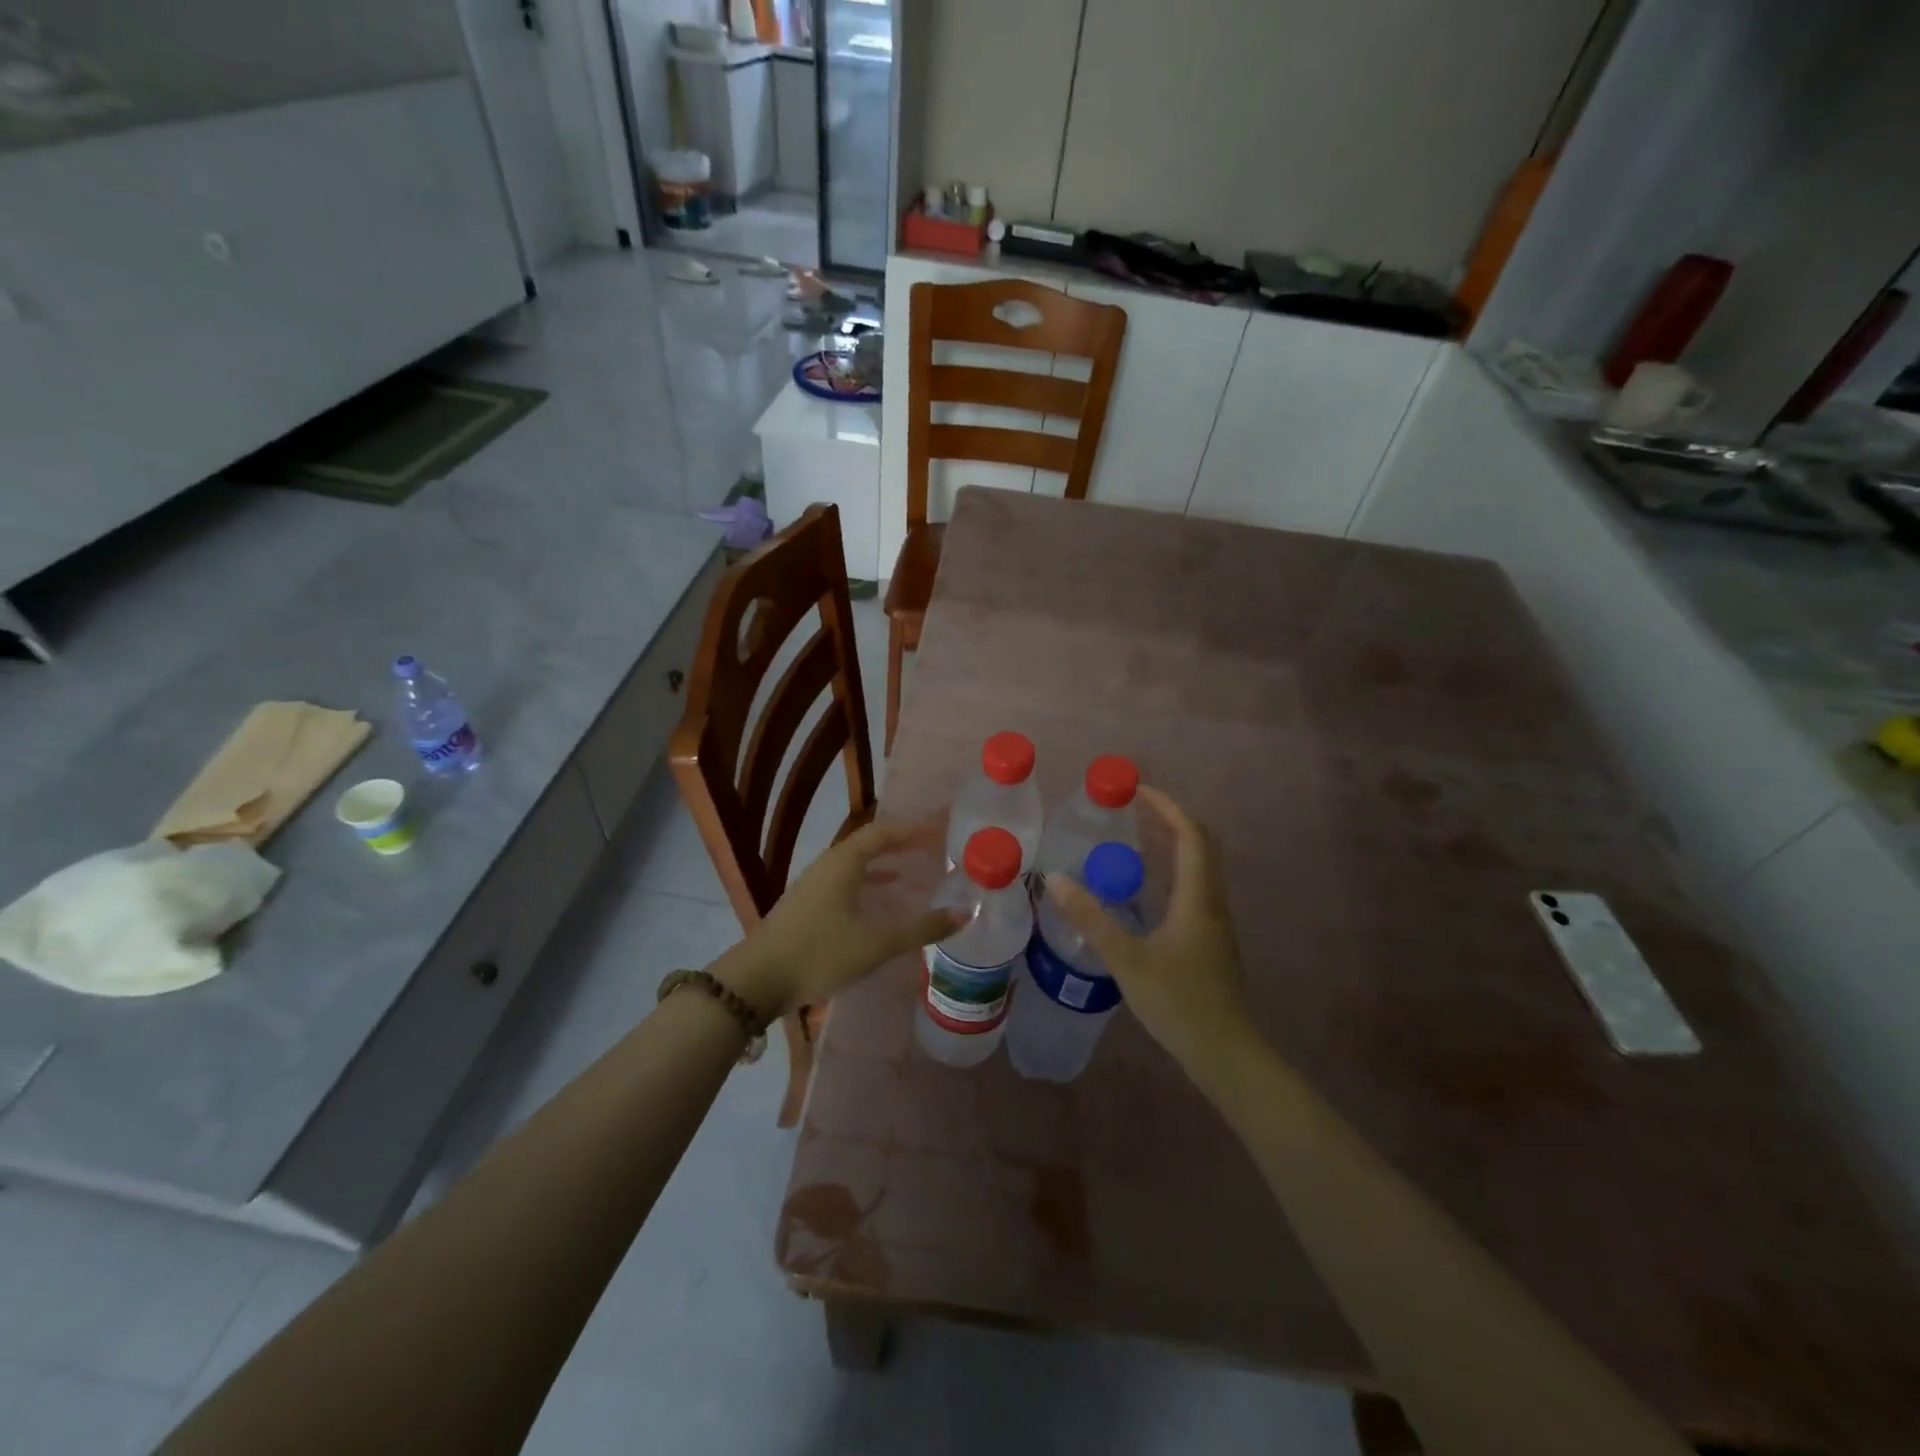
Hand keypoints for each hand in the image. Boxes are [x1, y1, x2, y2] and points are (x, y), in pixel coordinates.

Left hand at [718, 818, 961, 1018]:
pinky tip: (878, 905)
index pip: (883, 832)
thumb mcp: (876, 943)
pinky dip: (867, 885)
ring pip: (855, 865)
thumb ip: (921, 928)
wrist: (757, 981)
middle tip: (931, 850)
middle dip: (900, 845)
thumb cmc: (820, 953)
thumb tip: (964, 913)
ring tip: (912, 874)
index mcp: (843, 862)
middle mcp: (827, 865)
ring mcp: (812, 885)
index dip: (912, 829)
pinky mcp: (805, 906)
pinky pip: (844, 883)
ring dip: (883, 866)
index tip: (939, 829)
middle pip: (868, 845)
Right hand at [1047, 786, 1256, 1077]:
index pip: (1190, 835)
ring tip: (1135, 836)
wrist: (1226, 1053)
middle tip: (1133, 808)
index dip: (1167, 807)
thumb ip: (1091, 919)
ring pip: (1199, 866)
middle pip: (1201, 844)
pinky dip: (1171, 870)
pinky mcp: (1209, 939)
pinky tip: (1143, 888)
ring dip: (1172, 843)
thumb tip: (1055, 880)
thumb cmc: (1179, 1003)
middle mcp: (1211, 901)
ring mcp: (1213, 921)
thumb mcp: (1127, 960)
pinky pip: (1193, 887)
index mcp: (1198, 897)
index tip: (1137, 790)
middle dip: (1170, 818)